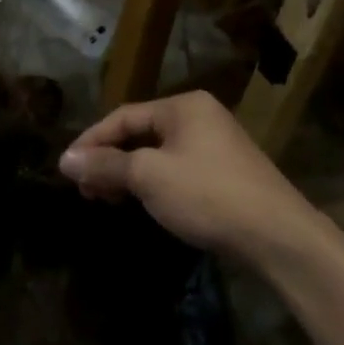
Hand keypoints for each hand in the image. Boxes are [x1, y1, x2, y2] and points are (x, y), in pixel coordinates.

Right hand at [59, 91, 315, 260]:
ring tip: (104, 199)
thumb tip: (64, 159)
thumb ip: (105, 165)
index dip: (91, 141)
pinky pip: (176, 170)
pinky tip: (141, 203)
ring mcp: (216, 146)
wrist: (279, 238)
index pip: (123, 116)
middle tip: (84, 188)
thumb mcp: (149, 177)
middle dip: (108, 160)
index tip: (67, 167)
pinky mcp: (225, 175)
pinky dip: (152, 184)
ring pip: (157, 154)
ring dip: (127, 174)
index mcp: (183, 106)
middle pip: (140, 133)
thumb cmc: (208, 195)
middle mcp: (200, 118)